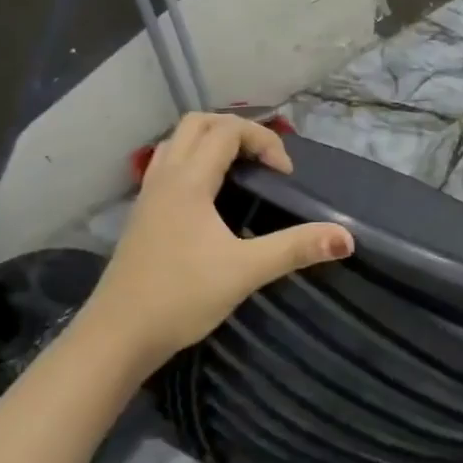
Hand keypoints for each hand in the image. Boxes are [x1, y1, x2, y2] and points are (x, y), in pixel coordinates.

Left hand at [80, 113, 351, 363]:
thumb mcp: (245, 271)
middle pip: (198, 123)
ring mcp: (149, 195)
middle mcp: (165, 177)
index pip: (228, 131)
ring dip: (212, 142)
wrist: (116, 338)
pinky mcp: (142, 214)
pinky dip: (194, 161)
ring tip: (240, 170)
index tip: (284, 174)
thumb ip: (295, 248)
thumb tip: (346, 237)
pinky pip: (168, 164)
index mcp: (188, 181)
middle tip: (262, 161)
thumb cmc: (180, 298)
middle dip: (236, 131)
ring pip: (178, 141)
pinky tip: (210, 196)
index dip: (263, 140)